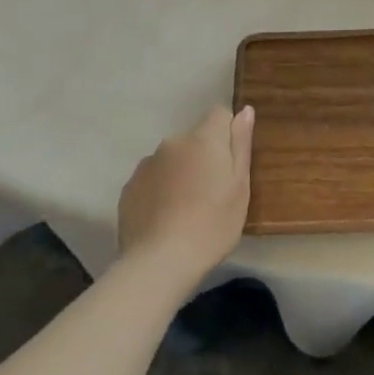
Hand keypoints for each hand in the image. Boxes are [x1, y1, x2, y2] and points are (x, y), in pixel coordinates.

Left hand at [117, 107, 254, 290]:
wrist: (159, 264)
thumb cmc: (212, 225)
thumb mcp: (240, 187)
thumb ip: (241, 144)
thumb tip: (245, 110)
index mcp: (204, 139)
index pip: (219, 114)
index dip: (227, 133)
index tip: (229, 163)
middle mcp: (173, 142)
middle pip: (194, 139)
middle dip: (202, 157)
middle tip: (210, 193)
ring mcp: (146, 164)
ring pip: (171, 160)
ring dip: (179, 173)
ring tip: (184, 210)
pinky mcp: (128, 188)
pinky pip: (151, 179)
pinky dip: (158, 191)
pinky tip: (163, 219)